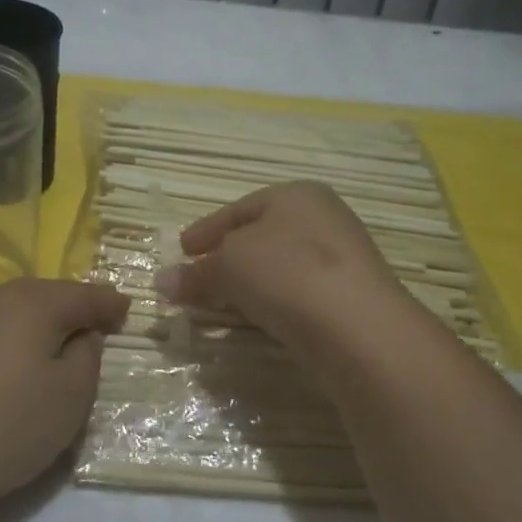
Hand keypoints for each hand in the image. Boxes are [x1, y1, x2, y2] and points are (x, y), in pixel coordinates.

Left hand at [0, 278, 129, 516]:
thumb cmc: (11, 426)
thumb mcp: (71, 394)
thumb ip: (88, 354)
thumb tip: (81, 335)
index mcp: (31, 302)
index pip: (83, 294)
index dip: (109, 303)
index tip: (128, 311)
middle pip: (47, 294)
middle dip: (75, 306)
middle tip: (99, 322)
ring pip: (16, 308)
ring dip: (42, 319)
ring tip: (60, 339)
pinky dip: (13, 334)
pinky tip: (18, 357)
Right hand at [156, 181, 406, 348]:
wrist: (359, 327)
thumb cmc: (287, 274)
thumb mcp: (229, 266)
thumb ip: (196, 273)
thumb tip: (162, 282)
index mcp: (296, 195)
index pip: (239, 209)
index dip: (206, 230)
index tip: (182, 250)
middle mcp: (324, 218)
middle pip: (261, 236)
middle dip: (226, 257)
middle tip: (199, 277)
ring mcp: (343, 257)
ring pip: (281, 265)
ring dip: (250, 282)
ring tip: (224, 302)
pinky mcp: (353, 295)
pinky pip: (300, 291)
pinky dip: (275, 300)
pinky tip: (261, 318)